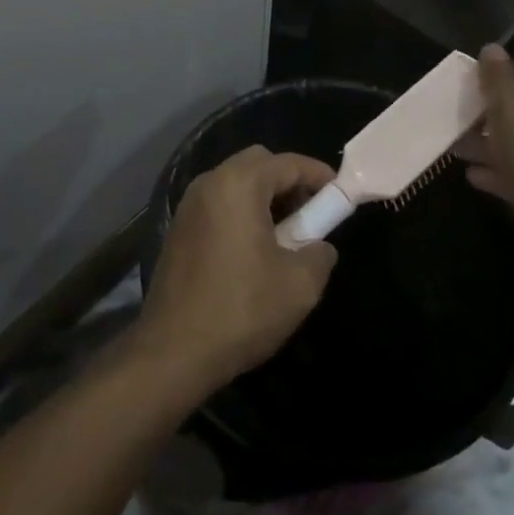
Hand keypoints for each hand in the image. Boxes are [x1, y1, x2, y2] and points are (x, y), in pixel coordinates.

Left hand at [135, 146, 338, 390]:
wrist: (173, 351)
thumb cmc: (241, 310)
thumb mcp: (299, 286)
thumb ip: (320, 253)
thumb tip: (318, 245)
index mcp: (239, 184)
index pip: (288, 163)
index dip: (319, 174)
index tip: (341, 193)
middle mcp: (210, 183)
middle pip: (258, 163)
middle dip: (288, 182)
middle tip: (310, 215)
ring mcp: (189, 205)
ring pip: (236, 183)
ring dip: (264, 198)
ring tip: (285, 236)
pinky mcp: (178, 229)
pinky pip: (218, 204)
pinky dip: (241, 213)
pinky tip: (253, 251)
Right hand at [465, 45, 513, 242]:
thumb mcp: (510, 112)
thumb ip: (498, 78)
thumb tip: (492, 49)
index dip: (510, 74)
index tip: (481, 88)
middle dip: (500, 114)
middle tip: (470, 119)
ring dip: (500, 144)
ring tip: (464, 149)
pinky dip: (512, 170)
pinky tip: (478, 176)